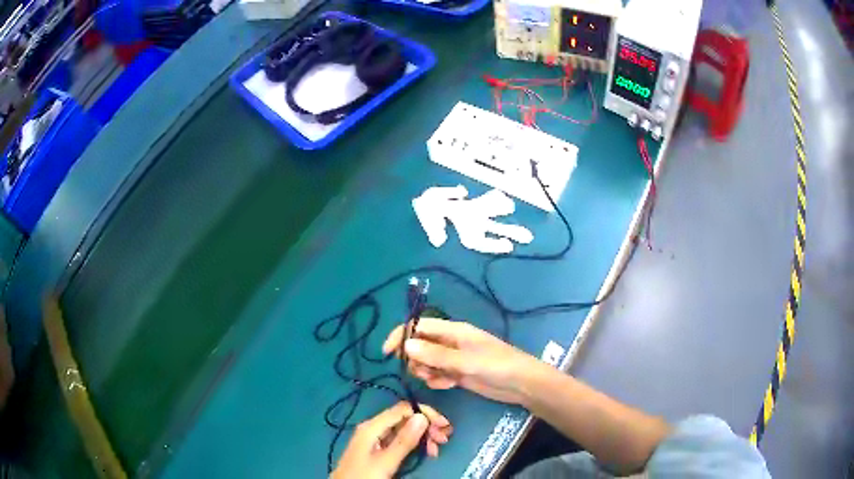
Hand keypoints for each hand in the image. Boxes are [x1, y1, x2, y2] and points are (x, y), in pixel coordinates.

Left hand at [331, 401, 452, 478]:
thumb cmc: (364, 475)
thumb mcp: (386, 461)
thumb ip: (404, 440)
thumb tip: (422, 416)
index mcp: (372, 426)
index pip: (403, 408)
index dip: (425, 413)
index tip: (443, 426)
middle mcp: (373, 427)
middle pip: (405, 418)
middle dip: (426, 426)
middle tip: (444, 439)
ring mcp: (375, 438)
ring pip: (404, 429)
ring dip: (423, 436)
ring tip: (436, 449)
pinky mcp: (378, 448)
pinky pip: (400, 440)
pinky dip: (415, 443)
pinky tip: (425, 451)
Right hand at [383, 318, 542, 404]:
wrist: (521, 384)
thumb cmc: (496, 365)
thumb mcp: (465, 360)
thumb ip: (436, 354)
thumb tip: (406, 345)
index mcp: (453, 330)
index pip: (419, 326)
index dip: (401, 336)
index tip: (388, 353)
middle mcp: (451, 342)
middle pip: (420, 345)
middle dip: (415, 359)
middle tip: (424, 372)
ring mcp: (454, 359)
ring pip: (427, 362)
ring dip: (426, 371)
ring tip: (439, 379)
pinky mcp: (458, 374)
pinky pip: (438, 374)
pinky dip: (438, 380)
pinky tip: (449, 385)